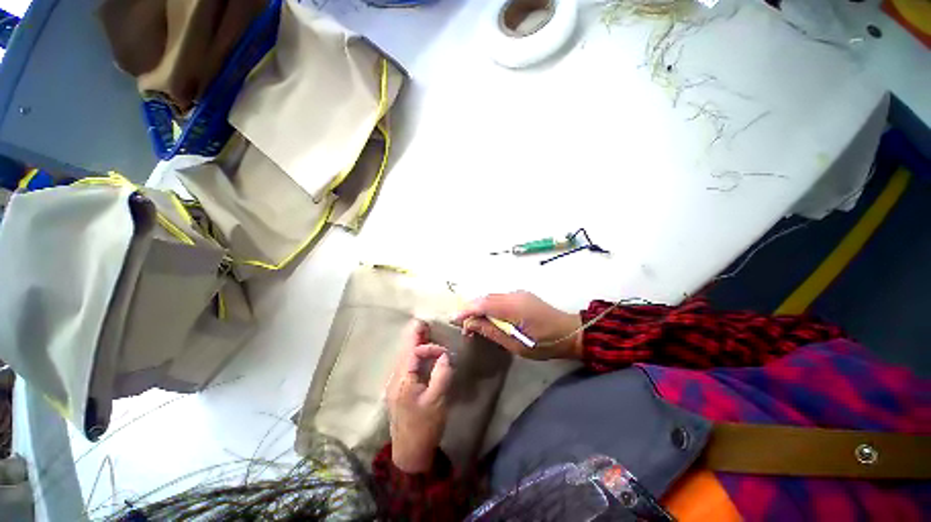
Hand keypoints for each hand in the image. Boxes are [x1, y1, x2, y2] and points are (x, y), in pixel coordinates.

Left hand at [386, 320, 453, 473]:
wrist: (410, 453)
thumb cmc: (424, 426)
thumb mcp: (437, 400)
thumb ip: (441, 374)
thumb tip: (444, 356)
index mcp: (403, 379)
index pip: (414, 352)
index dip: (430, 348)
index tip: (445, 354)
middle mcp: (395, 378)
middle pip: (404, 351)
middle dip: (414, 336)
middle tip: (422, 322)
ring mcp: (394, 384)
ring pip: (403, 357)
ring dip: (412, 344)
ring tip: (421, 331)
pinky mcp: (398, 390)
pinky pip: (404, 365)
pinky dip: (411, 354)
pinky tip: (418, 352)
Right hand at [454, 291, 582, 360]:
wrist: (570, 332)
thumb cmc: (543, 343)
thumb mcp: (516, 344)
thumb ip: (491, 331)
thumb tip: (470, 323)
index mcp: (512, 306)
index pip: (482, 303)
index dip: (466, 310)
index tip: (454, 320)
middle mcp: (513, 295)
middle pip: (485, 298)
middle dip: (471, 309)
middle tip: (464, 325)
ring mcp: (518, 293)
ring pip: (491, 297)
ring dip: (480, 307)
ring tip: (473, 323)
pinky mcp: (521, 295)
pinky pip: (499, 298)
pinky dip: (490, 306)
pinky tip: (489, 317)